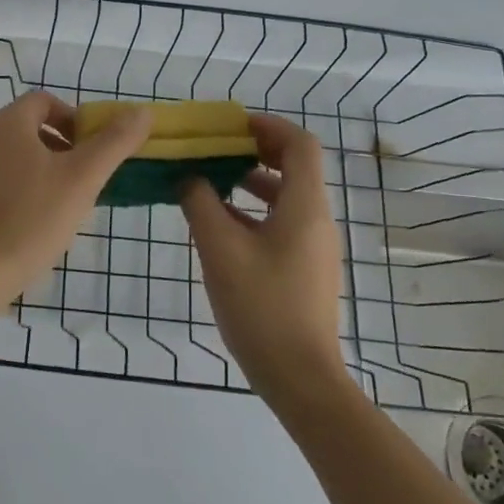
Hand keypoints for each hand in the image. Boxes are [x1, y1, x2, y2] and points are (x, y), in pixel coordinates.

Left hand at [0, 92, 150, 290]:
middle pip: (30, 126)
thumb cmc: (34, 217)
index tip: (93, 148)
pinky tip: (37, 218)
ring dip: (44, 166)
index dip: (74, 118)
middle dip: (62, 145)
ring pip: (15, 153)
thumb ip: (114, 141)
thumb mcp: (83, 177)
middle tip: (85, 176)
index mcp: (7, 123)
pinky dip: (22, 185)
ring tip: (66, 200)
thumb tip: (143, 111)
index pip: (45, 101)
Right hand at [180, 114, 348, 405]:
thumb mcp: (220, 249)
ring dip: (250, 180)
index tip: (230, 125)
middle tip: (215, 147)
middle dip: (255, 150)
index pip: (300, 144)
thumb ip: (200, 204)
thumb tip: (188, 176)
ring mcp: (312, 246)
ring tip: (210, 178)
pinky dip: (252, 209)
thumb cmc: (262, 307)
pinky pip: (280, 221)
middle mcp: (315, 220)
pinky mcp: (303, 268)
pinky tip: (218, 221)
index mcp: (304, 207)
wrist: (300, 378)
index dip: (268, 126)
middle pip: (294, 166)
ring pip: (285, 195)